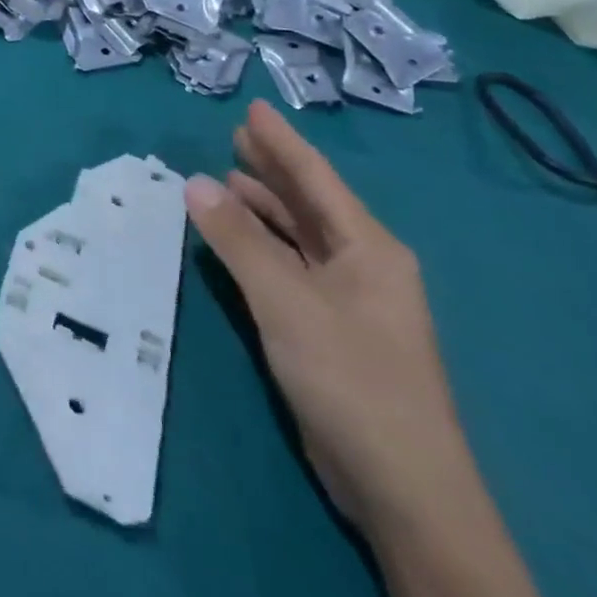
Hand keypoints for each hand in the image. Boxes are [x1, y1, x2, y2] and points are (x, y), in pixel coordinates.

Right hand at [184, 102, 473, 533]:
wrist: (402, 488)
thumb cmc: (350, 376)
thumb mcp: (285, 300)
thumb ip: (238, 239)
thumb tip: (194, 182)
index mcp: (368, 248)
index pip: (317, 178)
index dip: (282, 142)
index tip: (254, 108)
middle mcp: (364, 265)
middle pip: (310, 203)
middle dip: (274, 169)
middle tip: (235, 135)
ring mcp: (351, 301)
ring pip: (301, 237)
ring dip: (265, 207)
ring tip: (227, 177)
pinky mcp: (333, 331)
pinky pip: (293, 268)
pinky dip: (264, 246)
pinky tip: (237, 240)